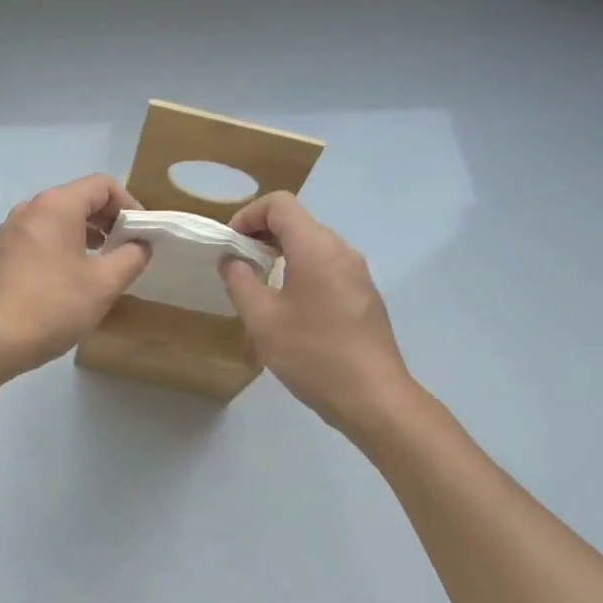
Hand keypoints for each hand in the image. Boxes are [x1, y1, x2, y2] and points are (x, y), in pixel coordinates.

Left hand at [0, 174, 150, 378]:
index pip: (102, 185)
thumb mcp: (105, 283)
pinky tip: (68, 277)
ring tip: (101, 263)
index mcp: (56, 205)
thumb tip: (141, 244)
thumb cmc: (54, 306)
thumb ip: (132, 257)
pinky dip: (60, 245)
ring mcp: (9, 230)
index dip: (129, 204)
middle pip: (78, 198)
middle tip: (126, 248)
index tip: (142, 233)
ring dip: (84, 233)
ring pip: (56, 219)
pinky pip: (38, 237)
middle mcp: (30, 208)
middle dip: (107, 220)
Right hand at [219, 193, 412, 434]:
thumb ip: (240, 281)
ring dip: (280, 256)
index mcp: (316, 248)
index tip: (230, 245)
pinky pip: (326, 268)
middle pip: (297, 222)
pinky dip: (300, 272)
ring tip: (258, 289)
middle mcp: (341, 250)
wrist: (373, 397)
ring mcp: (357, 273)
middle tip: (237, 267)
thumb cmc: (312, 354)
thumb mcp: (262, 319)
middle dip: (261, 236)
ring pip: (312, 246)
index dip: (248, 215)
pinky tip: (289, 310)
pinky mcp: (364, 296)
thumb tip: (232, 259)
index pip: (280, 204)